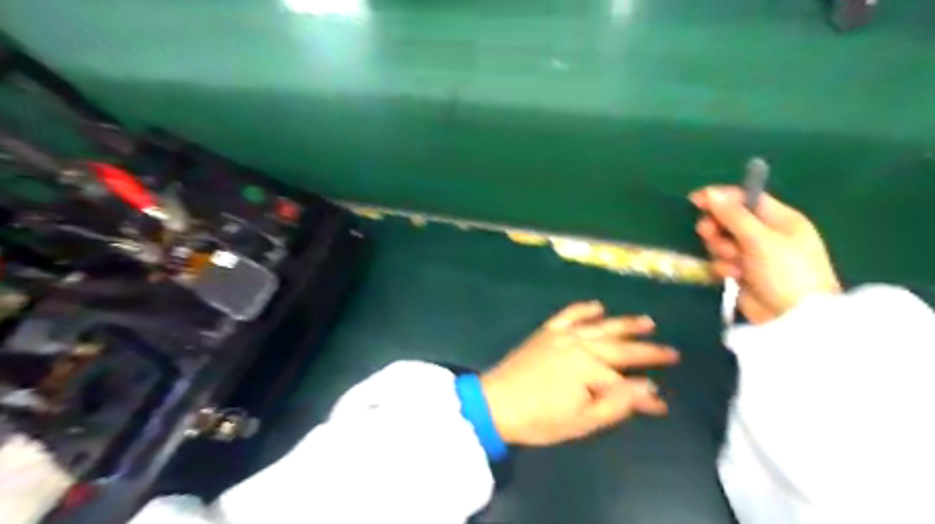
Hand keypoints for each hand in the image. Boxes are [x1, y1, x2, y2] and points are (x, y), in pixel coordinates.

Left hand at [483, 303, 680, 446]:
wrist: (496, 403)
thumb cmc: (539, 419)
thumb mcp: (582, 421)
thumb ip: (617, 404)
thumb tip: (648, 390)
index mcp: (590, 369)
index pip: (627, 383)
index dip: (646, 395)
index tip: (662, 404)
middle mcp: (581, 345)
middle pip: (621, 347)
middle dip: (648, 351)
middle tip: (672, 352)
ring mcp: (563, 335)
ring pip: (601, 326)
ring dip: (625, 324)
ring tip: (647, 321)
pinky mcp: (546, 332)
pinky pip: (569, 314)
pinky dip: (584, 309)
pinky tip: (597, 305)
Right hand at [689, 185, 845, 321]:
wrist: (791, 318)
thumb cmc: (786, 272)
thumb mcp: (761, 239)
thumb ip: (734, 215)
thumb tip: (711, 193)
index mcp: (780, 219)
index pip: (746, 198)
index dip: (721, 198)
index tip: (696, 200)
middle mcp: (766, 234)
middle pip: (729, 219)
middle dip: (717, 227)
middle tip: (708, 234)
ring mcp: (753, 254)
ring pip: (722, 241)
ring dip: (721, 250)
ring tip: (732, 262)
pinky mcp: (741, 272)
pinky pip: (722, 261)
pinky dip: (723, 267)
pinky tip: (733, 275)